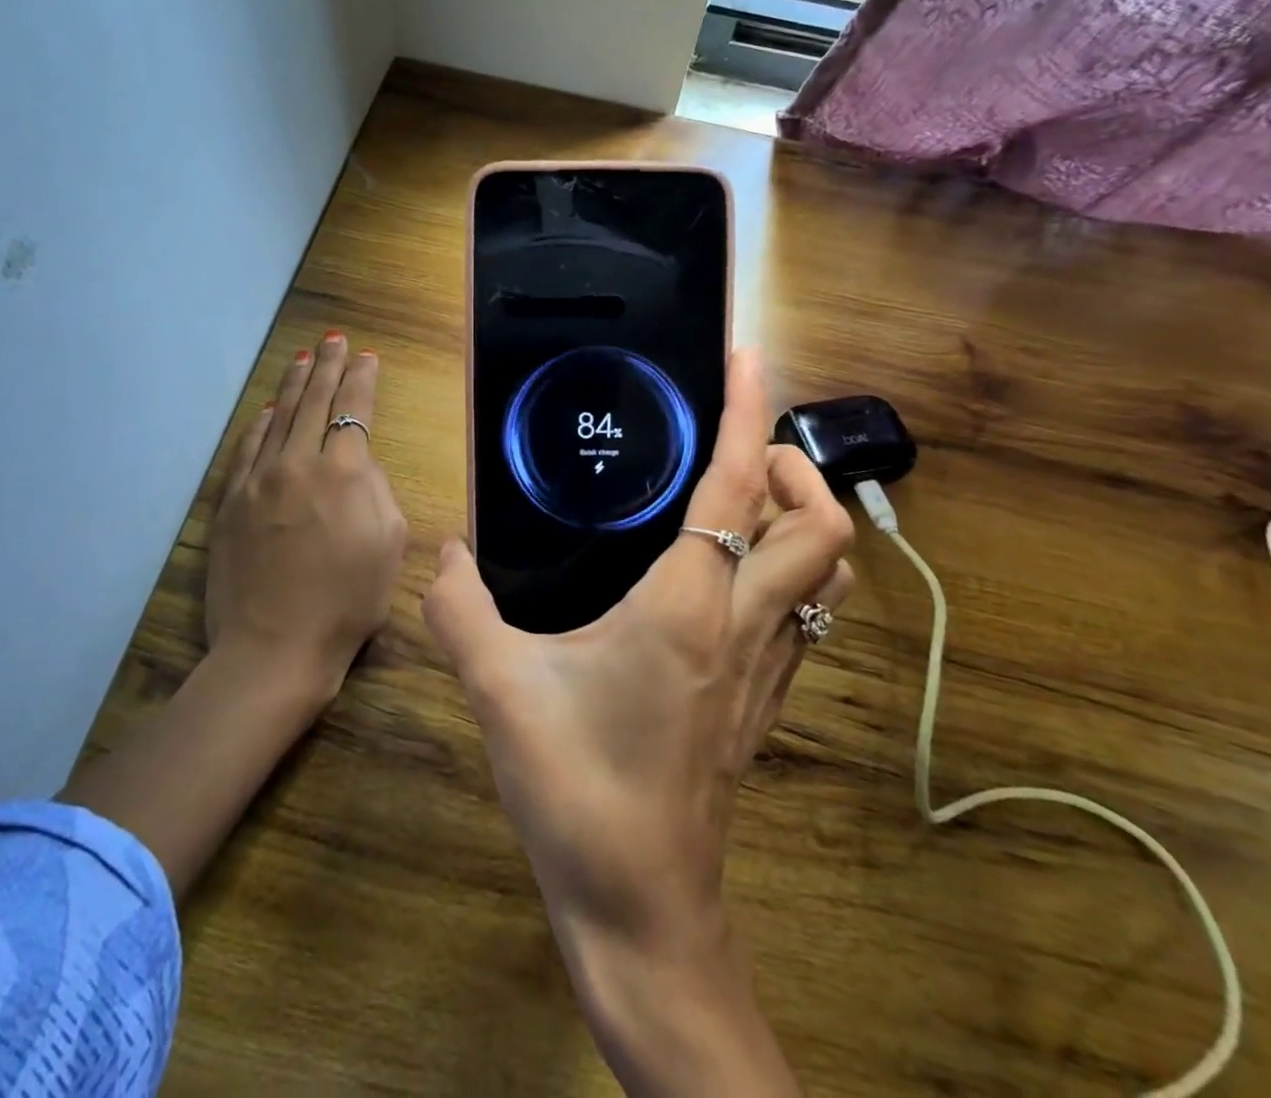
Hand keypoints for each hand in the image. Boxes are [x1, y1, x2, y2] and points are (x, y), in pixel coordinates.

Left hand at [206, 331, 406, 694]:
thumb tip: (360, 463)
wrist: (275, 646)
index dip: (363, 379)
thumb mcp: (390, 543)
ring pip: (279, 418)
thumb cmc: (349, 601)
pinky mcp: (231, 502)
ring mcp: (259, 480)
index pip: (355, 410)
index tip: (368, 356)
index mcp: (345, 472)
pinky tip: (267, 410)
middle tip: (334, 340)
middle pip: (315, 402)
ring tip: (304, 360)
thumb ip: (379, 490)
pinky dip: (259, 424)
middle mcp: (299, 463)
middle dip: (329, 366)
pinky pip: (247, 449)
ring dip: (294, 385)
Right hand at [423, 349, 851, 1093]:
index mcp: (690, 606)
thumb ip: (460, 612)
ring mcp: (767, 667)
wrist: (642, 912)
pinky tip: (728, 574)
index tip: (745, 360)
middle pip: (821, 524)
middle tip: (735, 451)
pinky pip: (804, 611)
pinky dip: (787, 568)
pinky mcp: (765, 700)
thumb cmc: (579, 793)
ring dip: (799, 518)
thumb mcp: (500, 692)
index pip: (739, 485)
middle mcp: (746, 625)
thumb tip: (444, 554)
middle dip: (793, 468)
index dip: (747, 413)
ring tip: (739, 498)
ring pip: (827, 571)